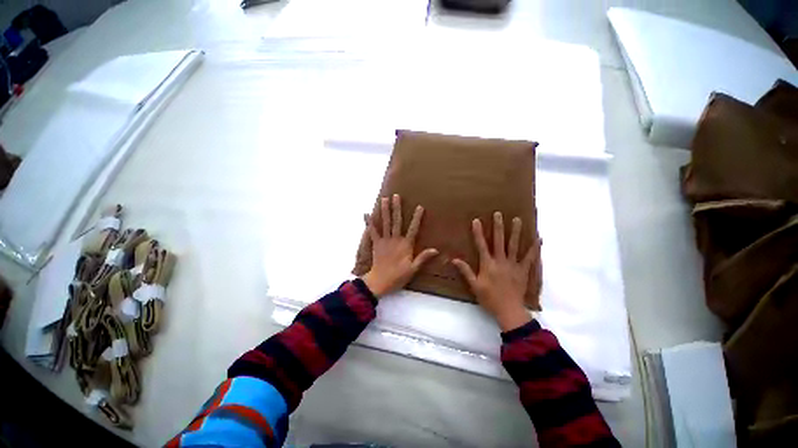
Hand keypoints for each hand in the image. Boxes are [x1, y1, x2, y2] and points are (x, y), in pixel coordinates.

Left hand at [362, 194, 438, 297]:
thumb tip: (436, 249)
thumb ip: (423, 258)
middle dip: (396, 208)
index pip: (413, 229)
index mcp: (406, 245)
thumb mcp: (413, 269)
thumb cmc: (398, 276)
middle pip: (396, 221)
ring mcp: (384, 240)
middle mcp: (395, 239)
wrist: (380, 282)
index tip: (419, 207)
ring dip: (384, 210)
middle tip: (396, 196)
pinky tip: (366, 213)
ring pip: (385, 223)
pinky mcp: (376, 243)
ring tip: (384, 198)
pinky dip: (369, 222)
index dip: (417, 218)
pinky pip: (372, 231)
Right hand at [452, 212, 540, 331]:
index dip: (478, 232)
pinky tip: (539, 238)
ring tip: (517, 219)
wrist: (509, 311)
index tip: (477, 220)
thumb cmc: (489, 298)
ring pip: (514, 245)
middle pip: (499, 241)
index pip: (481, 245)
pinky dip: (534, 248)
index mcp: (487, 264)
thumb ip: (465, 271)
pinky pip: (530, 257)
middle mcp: (500, 261)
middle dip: (498, 226)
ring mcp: (513, 264)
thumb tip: (454, 259)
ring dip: (515, 232)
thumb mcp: (474, 286)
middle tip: (498, 214)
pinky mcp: (523, 270)